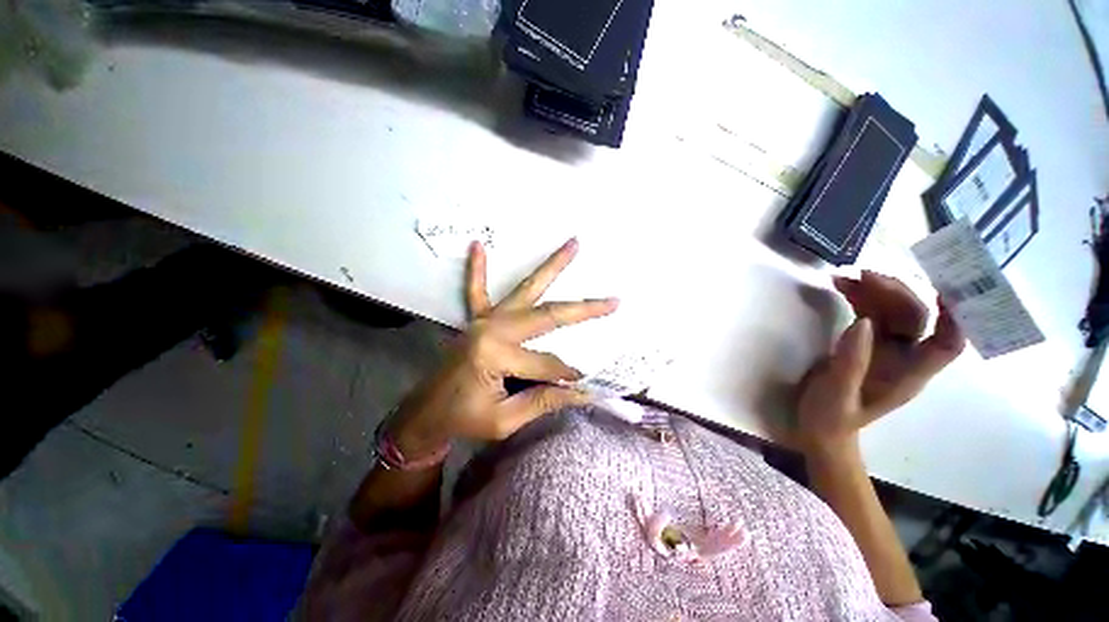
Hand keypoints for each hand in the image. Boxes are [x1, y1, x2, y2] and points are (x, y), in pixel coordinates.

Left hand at [391, 238, 617, 453]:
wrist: (425, 415)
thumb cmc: (463, 420)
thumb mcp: (505, 420)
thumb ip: (544, 401)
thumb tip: (581, 391)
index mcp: (496, 355)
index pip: (547, 365)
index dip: (566, 379)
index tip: (582, 387)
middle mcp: (493, 329)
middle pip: (547, 315)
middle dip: (583, 309)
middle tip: (612, 300)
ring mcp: (484, 320)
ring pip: (524, 290)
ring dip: (550, 266)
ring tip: (573, 244)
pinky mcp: (475, 320)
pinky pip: (475, 290)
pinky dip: (476, 268)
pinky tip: (477, 245)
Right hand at [794, 271, 965, 453]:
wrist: (819, 428)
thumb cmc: (832, 417)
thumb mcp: (838, 393)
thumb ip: (851, 361)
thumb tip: (862, 321)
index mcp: (909, 374)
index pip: (946, 343)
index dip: (954, 317)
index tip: (943, 288)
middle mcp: (903, 357)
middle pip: (915, 318)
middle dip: (895, 293)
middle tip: (864, 275)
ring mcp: (883, 349)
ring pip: (891, 311)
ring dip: (873, 291)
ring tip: (844, 277)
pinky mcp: (862, 343)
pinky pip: (867, 314)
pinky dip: (857, 298)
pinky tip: (841, 287)